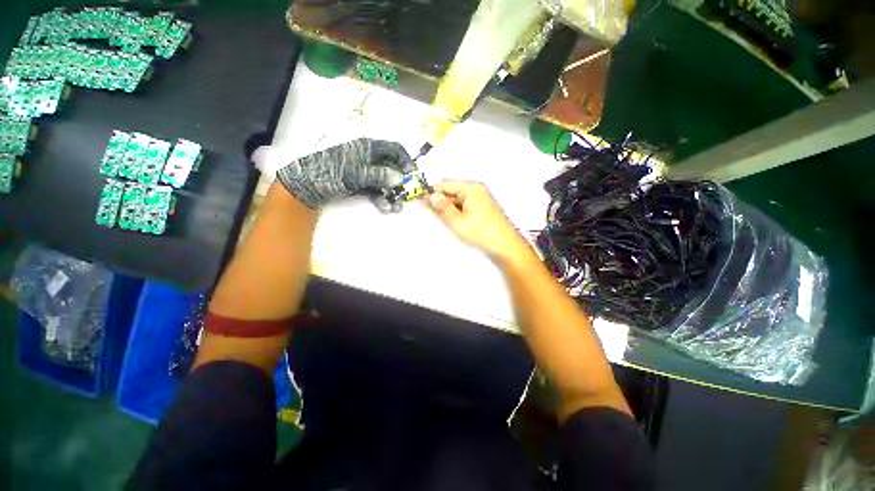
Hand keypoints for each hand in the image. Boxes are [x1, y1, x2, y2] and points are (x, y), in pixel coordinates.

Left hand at [276, 138, 412, 209]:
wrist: (305, 187)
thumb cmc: (329, 173)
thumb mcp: (355, 174)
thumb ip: (379, 175)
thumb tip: (400, 178)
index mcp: (367, 148)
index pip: (394, 149)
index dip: (405, 161)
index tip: (412, 175)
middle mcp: (368, 159)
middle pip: (392, 168)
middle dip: (400, 183)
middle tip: (407, 196)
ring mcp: (364, 173)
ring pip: (385, 182)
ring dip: (392, 194)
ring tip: (397, 208)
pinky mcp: (360, 185)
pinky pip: (376, 191)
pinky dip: (381, 199)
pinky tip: (385, 208)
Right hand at [429, 181, 532, 262]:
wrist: (505, 244)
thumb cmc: (481, 232)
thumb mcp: (457, 221)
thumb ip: (443, 207)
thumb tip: (432, 196)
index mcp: (471, 188)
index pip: (445, 184)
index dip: (432, 192)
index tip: (422, 201)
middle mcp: (477, 188)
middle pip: (452, 189)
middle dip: (441, 199)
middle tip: (430, 211)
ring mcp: (481, 197)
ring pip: (458, 197)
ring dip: (449, 205)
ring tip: (442, 217)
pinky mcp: (483, 205)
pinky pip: (465, 203)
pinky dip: (457, 209)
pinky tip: (454, 219)